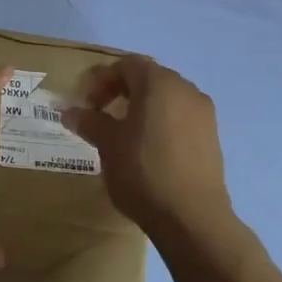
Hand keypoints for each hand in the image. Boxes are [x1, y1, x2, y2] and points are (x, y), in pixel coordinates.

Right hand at [60, 56, 232, 238]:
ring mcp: (204, 113)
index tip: (86, 104)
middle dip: (121, 91)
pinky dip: (160, 122)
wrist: (192, 217)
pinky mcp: (212, 136)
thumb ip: (88, 121)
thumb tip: (69, 111)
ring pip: (166, 98)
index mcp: (159, 83)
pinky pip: (180, 117)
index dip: (101, 80)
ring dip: (142, 107)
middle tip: (101, 115)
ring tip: (123, 134)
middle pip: (148, 78)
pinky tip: (148, 149)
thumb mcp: (107, 144)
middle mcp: (186, 89)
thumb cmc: (143, 171)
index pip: (126, 65)